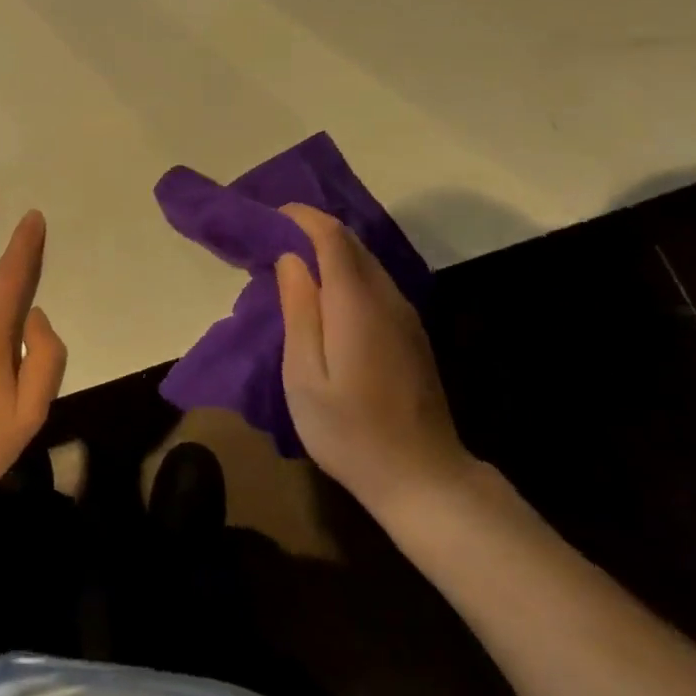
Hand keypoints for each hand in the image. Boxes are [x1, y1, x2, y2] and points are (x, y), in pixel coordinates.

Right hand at [275, 204, 474, 511]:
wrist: (424, 479)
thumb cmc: (351, 431)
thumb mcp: (305, 376)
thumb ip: (298, 310)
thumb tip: (291, 259)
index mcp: (357, 302)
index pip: (332, 237)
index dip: (302, 218)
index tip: (271, 215)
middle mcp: (386, 297)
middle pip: (352, 243)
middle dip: (313, 230)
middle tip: (274, 239)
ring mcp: (405, 315)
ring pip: (366, 262)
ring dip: (330, 251)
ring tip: (293, 264)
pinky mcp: (411, 333)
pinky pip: (375, 283)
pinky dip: (346, 273)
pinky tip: (326, 296)